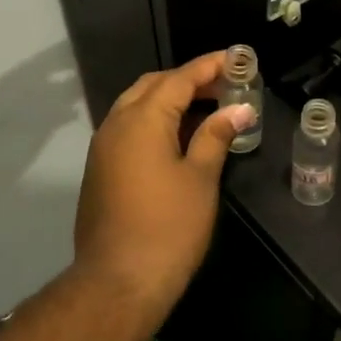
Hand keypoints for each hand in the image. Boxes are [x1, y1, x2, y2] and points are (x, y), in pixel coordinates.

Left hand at [73, 52, 252, 310]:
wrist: (118, 281)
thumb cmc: (169, 227)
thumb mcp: (200, 178)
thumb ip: (216, 136)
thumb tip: (239, 109)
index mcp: (142, 120)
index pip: (179, 79)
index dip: (210, 66)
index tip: (238, 58)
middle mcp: (116, 124)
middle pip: (153, 86)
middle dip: (189, 80)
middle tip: (226, 85)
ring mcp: (103, 148)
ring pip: (137, 106)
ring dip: (171, 100)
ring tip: (209, 108)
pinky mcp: (101, 170)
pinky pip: (130, 129)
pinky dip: (156, 122)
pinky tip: (182, 137)